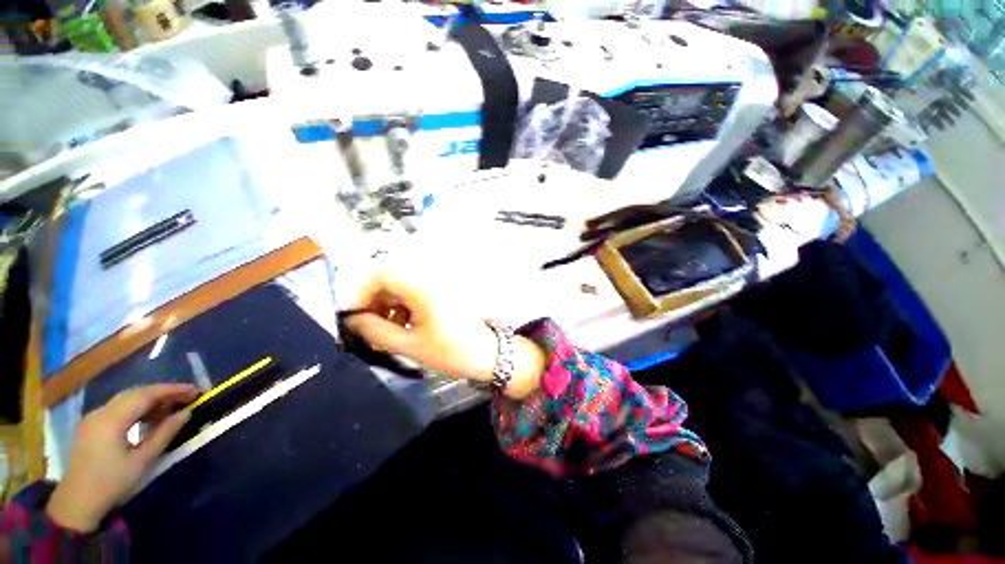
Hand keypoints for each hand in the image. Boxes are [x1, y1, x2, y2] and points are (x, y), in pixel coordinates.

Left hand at [47, 384, 198, 532]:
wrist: (77, 503)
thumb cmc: (112, 483)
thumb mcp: (142, 461)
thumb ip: (164, 434)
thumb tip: (186, 413)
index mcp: (112, 419)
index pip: (146, 394)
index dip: (173, 389)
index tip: (196, 391)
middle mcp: (101, 412)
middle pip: (135, 393)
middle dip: (163, 392)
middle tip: (188, 397)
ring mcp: (94, 418)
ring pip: (126, 399)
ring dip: (151, 400)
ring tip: (173, 407)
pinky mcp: (92, 426)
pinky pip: (118, 408)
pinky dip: (138, 408)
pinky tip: (150, 418)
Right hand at [344, 272, 546, 398]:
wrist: (487, 353)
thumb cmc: (451, 351)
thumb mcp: (409, 345)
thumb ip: (374, 331)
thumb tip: (351, 320)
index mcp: (422, 286)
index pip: (380, 272)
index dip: (359, 290)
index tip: (352, 315)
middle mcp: (428, 278)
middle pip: (389, 278)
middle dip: (372, 300)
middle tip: (364, 326)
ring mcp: (436, 284)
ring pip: (399, 285)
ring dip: (386, 304)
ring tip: (383, 330)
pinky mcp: (440, 292)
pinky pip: (412, 292)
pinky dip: (401, 306)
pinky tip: (400, 325)